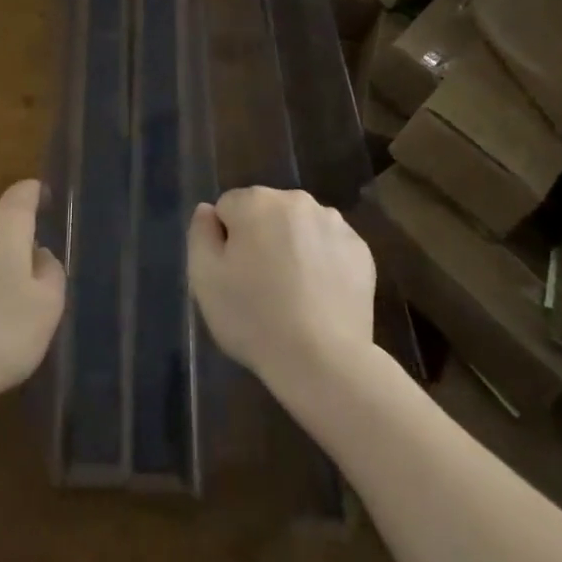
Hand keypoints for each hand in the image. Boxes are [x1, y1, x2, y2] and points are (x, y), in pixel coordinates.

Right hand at [188, 186, 375, 393]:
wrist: (324, 361)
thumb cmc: (254, 318)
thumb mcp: (204, 279)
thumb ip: (200, 234)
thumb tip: (209, 211)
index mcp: (256, 201)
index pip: (228, 208)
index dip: (226, 241)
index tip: (233, 275)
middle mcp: (296, 200)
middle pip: (266, 212)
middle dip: (260, 238)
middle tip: (260, 285)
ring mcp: (333, 223)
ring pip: (299, 227)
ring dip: (292, 246)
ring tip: (293, 293)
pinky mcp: (360, 250)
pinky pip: (329, 246)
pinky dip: (323, 262)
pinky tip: (319, 296)